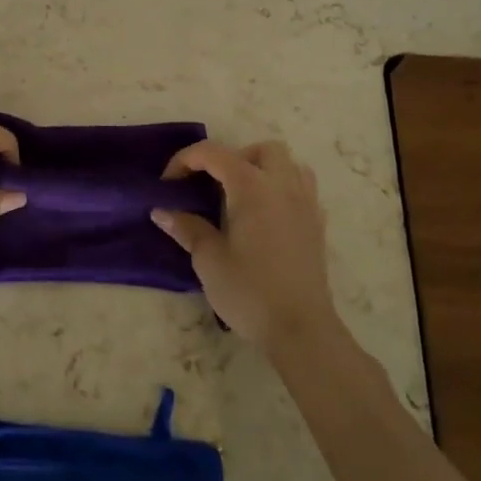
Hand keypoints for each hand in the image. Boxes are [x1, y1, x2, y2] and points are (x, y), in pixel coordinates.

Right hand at [152, 139, 341, 351]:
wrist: (302, 331)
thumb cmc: (250, 292)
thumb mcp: (209, 260)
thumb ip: (187, 228)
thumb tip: (162, 211)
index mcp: (252, 186)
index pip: (213, 154)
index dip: (185, 161)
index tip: (168, 185)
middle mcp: (282, 185)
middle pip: (260, 149)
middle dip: (232, 158)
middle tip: (212, 186)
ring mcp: (305, 203)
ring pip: (288, 163)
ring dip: (262, 168)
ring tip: (242, 196)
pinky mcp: (317, 225)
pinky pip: (301, 187)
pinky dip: (281, 188)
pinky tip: (267, 216)